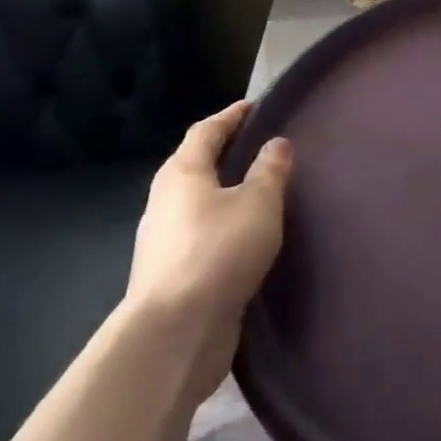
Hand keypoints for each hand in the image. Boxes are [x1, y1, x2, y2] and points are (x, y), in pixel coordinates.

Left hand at [123, 102, 292, 401]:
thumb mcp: (258, 203)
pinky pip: (201, 234)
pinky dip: (222, 224)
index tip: (254, 107)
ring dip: (224, 192)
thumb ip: (270, 170)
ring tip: (259, 191)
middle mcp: (165, 201)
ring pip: (197, 202)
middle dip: (225, 153)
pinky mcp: (171, 274)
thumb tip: (276, 143)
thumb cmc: (218, 251)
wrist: (174, 333)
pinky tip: (245, 236)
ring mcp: (164, 240)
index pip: (206, 131)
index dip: (231, 116)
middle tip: (261, 147)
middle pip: (196, 165)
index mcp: (182, 173)